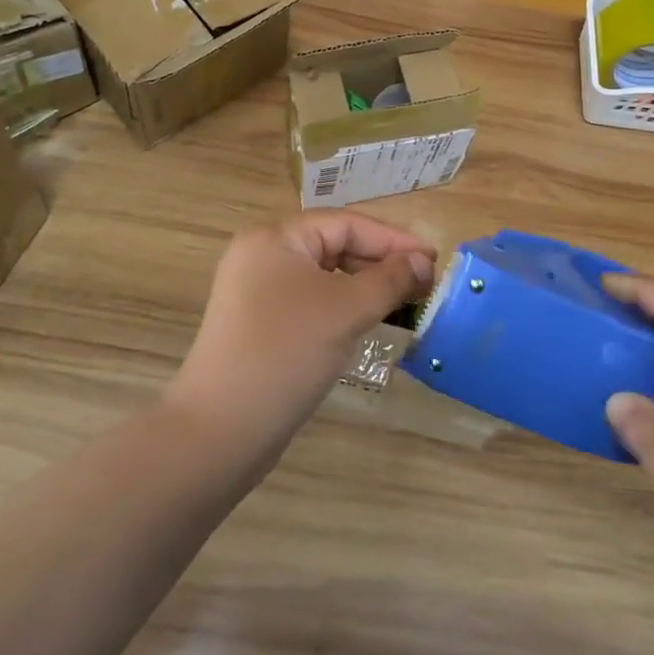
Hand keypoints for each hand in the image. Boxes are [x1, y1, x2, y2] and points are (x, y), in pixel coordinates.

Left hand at [167, 211, 434, 452]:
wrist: (220, 430)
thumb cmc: (286, 354)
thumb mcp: (346, 311)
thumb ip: (389, 280)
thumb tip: (423, 261)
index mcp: (275, 238)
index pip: (345, 224)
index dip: (393, 239)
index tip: (433, 259)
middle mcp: (263, 256)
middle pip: (334, 245)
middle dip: (381, 262)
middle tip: (424, 283)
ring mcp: (258, 292)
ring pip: (324, 276)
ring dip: (365, 286)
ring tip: (404, 302)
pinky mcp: (260, 324)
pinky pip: (312, 301)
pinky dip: (343, 307)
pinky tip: (369, 322)